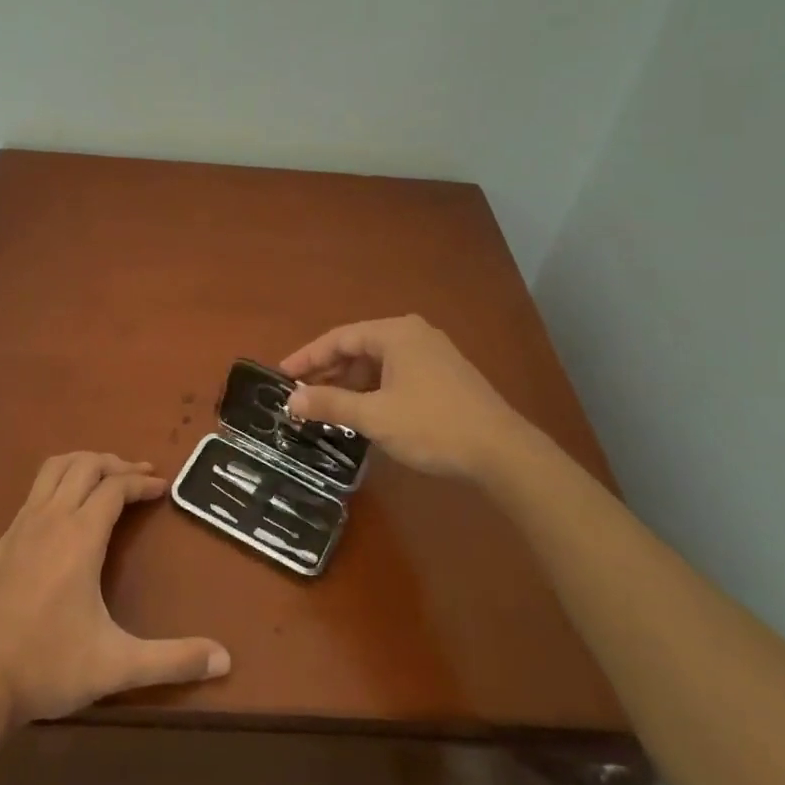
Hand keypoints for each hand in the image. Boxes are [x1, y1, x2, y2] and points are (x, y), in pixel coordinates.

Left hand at [0, 453, 230, 729]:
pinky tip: (64, 513)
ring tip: (104, 478)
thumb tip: (225, 660)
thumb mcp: (116, 665)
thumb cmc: (47, 665)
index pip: (116, 486)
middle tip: (139, 476)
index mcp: (80, 535)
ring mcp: (21, 525)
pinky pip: (35, 491)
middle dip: (116, 463)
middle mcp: (51, 517)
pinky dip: (58, 483)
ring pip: (54, 469)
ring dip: (84, 464)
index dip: (142, 482)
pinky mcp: (1, 541)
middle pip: (86, 465)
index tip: (162, 487)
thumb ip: (172, 660)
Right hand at [282, 315, 545, 483]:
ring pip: (378, 363)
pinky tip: (364, 413)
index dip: (307, 357)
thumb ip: (330, 404)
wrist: (502, 452)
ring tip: (328, 408)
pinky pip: (396, 374)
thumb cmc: (432, 425)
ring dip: (351, 384)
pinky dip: (374, 390)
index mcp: (395, 333)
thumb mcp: (374, 416)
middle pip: (358, 347)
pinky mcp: (444, 375)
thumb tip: (292, 401)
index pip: (339, 338)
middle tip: (301, 395)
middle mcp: (413, 334)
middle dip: (328, 372)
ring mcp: (432, 353)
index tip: (282, 376)